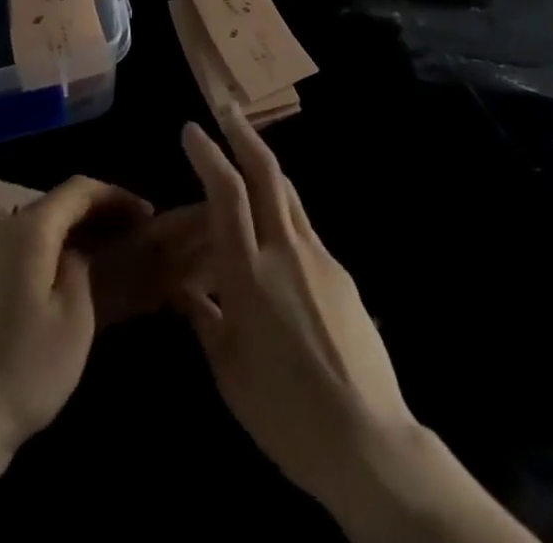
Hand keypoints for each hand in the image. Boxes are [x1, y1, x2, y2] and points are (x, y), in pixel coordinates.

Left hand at [0, 176, 151, 453]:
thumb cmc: (27, 366)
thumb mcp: (75, 318)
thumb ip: (81, 269)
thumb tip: (75, 254)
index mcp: (30, 229)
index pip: (78, 190)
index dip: (115, 196)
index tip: (146, 215)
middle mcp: (2, 228)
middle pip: (55, 204)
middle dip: (95, 213)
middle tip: (130, 234)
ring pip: (35, 226)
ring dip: (70, 232)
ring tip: (103, 253)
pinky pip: (17, 248)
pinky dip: (46, 251)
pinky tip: (61, 278)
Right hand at [177, 113, 412, 502]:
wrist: (368, 442)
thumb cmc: (284, 413)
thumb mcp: (228, 371)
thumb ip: (203, 318)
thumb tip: (183, 289)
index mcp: (249, 272)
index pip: (226, 192)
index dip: (208, 154)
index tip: (191, 129)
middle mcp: (285, 250)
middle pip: (266, 172)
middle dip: (243, 134)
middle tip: (227, 110)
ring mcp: (320, 257)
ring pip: (289, 194)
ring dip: (265, 167)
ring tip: (248, 157)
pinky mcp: (342, 274)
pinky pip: (305, 229)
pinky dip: (283, 214)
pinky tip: (276, 242)